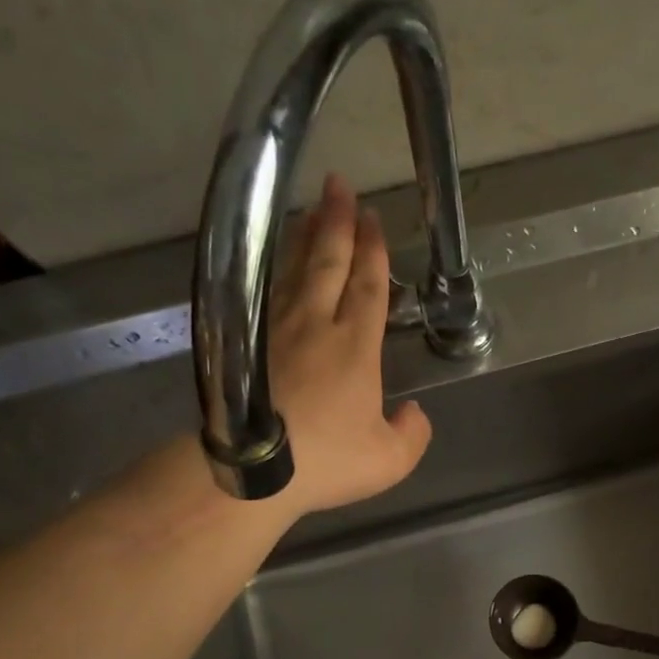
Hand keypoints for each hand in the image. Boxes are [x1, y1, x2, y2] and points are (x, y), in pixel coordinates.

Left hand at [268, 174, 432, 516]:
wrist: (252, 472)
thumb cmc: (326, 461)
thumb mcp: (389, 460)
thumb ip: (411, 434)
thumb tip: (413, 413)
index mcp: (355, 347)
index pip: (368, 286)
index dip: (373, 250)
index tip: (372, 217)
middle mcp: (315, 325)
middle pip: (328, 263)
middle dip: (336, 222)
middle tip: (339, 186)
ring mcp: (275, 330)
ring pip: (293, 270)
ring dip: (304, 237)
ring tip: (311, 210)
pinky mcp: (245, 342)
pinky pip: (265, 290)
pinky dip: (274, 267)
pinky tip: (276, 261)